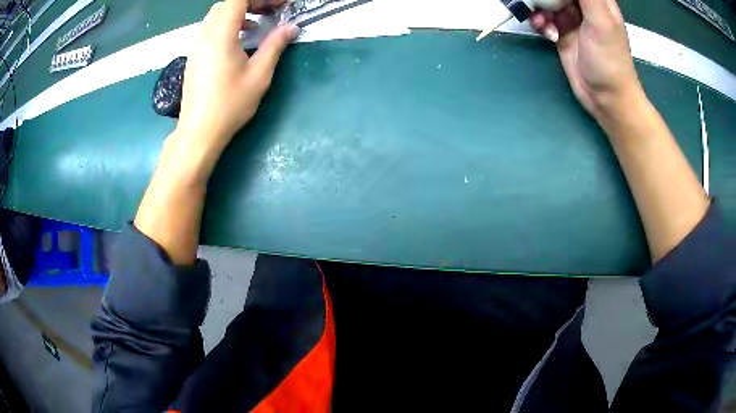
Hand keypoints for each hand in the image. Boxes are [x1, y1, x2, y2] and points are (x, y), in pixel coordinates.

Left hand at [176, 0, 297, 153]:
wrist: (199, 131)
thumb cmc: (230, 104)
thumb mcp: (259, 75)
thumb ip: (275, 45)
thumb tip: (292, 27)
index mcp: (220, 35)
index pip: (238, 0)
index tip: (279, 5)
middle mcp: (205, 35)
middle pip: (226, 5)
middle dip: (250, 3)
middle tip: (271, 11)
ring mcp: (196, 46)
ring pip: (216, 16)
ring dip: (239, 13)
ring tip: (258, 25)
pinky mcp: (194, 57)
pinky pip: (210, 29)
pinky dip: (227, 25)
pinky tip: (240, 40)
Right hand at [530, 0, 644, 119]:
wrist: (605, 98)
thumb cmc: (610, 60)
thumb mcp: (601, 21)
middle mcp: (582, 4)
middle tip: (538, 2)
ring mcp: (571, 17)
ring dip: (537, 7)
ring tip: (541, 21)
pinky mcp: (561, 31)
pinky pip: (542, 16)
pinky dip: (539, 22)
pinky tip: (545, 32)